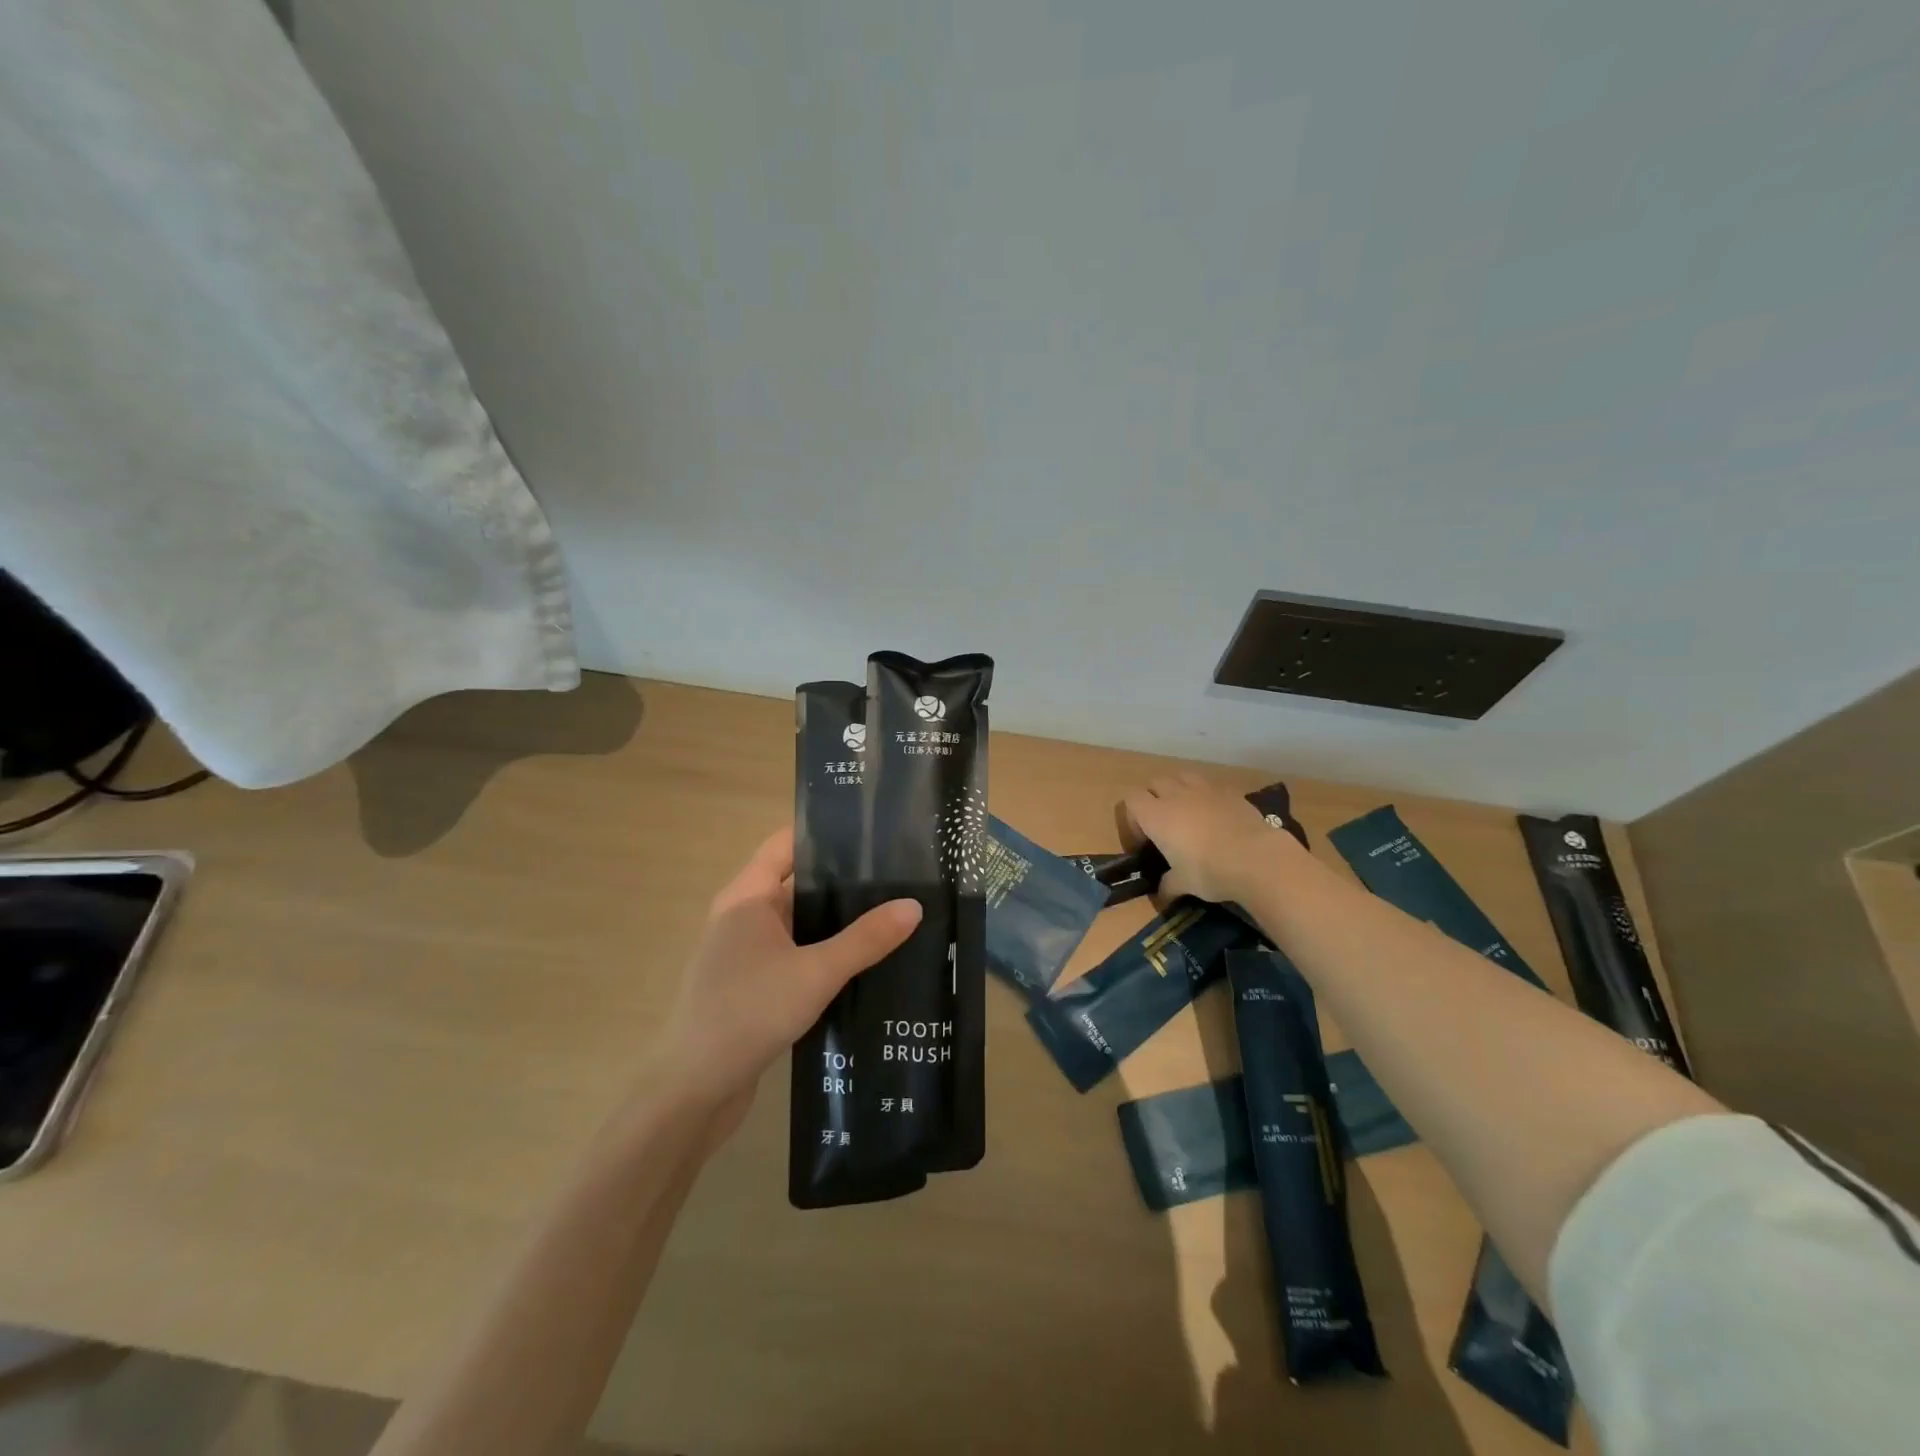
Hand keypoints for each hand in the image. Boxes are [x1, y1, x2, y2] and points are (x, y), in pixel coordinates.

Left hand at [649, 827, 920, 1131]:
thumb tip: (914, 906)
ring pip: (800, 925)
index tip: (871, 831)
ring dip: (837, 922)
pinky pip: (796, 956)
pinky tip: (864, 963)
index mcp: (747, 897)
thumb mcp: (816, 972)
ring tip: (891, 914)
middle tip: (897, 875)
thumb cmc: (748, 1012)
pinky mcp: (753, 986)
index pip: (786, 845)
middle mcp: (743, 917)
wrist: (693, 1091)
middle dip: (843, 881)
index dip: (824, 833)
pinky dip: (825, 954)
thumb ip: (865, 940)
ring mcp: (746, 954)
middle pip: (797, 884)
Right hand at [1120, 773, 1301, 905]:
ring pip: (1181, 777)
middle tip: (1164, 825)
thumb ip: (1168, 885)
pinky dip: (1206, 796)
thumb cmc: (1209, 871)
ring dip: (1179, 790)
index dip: (1133, 818)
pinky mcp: (1230, 791)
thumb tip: (1162, 895)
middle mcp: (1176, 795)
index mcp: (1156, 815)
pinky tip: (1216, 816)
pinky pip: (1210, 785)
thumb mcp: (1183, 883)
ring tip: (1188, 813)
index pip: (1131, 799)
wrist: (1256, 859)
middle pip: (1155, 783)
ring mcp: (1204, 789)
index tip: (1144, 840)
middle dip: (1154, 799)